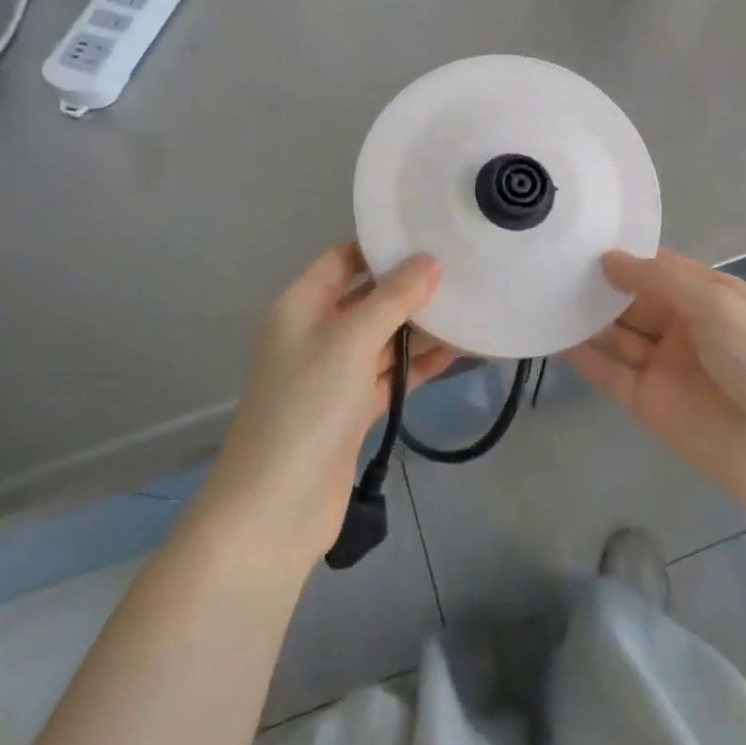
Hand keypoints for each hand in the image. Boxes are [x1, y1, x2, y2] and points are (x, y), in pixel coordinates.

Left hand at [201, 244, 454, 570]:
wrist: (276, 507)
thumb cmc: (308, 405)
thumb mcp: (351, 340)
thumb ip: (393, 298)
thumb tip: (429, 261)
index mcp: (301, 307)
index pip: (342, 260)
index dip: (380, 248)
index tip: (427, 237)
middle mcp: (315, 334)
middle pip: (366, 299)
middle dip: (408, 288)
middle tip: (460, 270)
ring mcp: (334, 375)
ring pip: (382, 339)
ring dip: (419, 327)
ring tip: (469, 305)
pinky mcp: (352, 410)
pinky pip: (389, 375)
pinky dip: (418, 364)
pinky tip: (458, 351)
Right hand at [569, 249, 745, 517]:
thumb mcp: (716, 303)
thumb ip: (659, 279)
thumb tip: (608, 258)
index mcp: (706, 296)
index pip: (657, 267)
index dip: (623, 254)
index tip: (579, 237)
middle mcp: (682, 326)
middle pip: (630, 300)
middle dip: (597, 286)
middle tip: (549, 266)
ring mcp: (663, 366)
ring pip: (615, 336)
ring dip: (585, 320)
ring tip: (543, 296)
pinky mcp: (647, 403)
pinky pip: (610, 374)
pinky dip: (584, 358)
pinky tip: (554, 339)